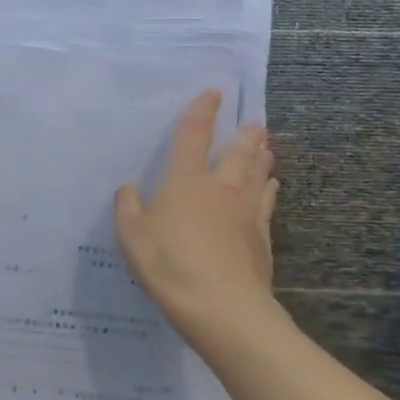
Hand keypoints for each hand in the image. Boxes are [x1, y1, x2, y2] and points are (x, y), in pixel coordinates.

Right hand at [115, 89, 277, 327]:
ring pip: (257, 174)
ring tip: (266, 145)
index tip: (214, 93)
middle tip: (255, 121)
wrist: (221, 305)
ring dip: (261, 157)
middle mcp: (220, 187)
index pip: (193, 136)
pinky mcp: (262, 237)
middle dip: (245, 134)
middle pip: (237, 152)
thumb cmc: (169, 264)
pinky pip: (267, 203)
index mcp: (185, 181)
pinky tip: (272, 186)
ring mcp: (245, 211)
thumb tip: (129, 188)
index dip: (202, 112)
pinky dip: (269, 189)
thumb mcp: (131, 236)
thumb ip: (127, 207)